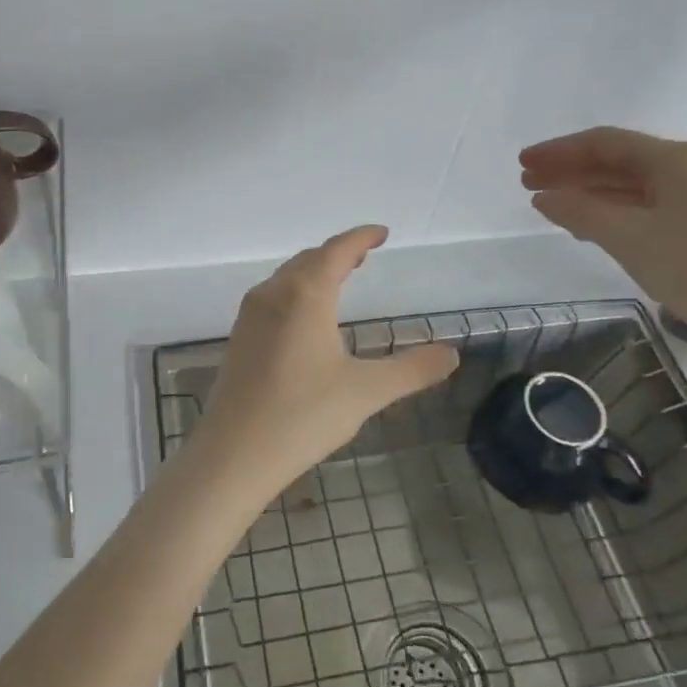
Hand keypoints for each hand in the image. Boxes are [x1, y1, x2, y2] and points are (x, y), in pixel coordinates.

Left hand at [192, 225, 458, 499]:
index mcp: (305, 295)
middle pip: (309, 259)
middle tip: (364, 255)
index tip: (381, 233)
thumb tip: (452, 354)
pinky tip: (305, 316)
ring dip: (314, 270)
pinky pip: (272, 296)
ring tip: (339, 278)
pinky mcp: (239, 337)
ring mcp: (250, 315)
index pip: (336, 251)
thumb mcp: (366, 392)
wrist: (233, 453)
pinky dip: (296, 290)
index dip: (360, 237)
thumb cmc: (303, 416)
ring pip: (287, 277)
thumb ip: (412, 370)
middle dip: (338, 252)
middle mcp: (274, 294)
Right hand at [520, 127, 686, 341]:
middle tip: (527, 183)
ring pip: (629, 185)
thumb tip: (543, 197)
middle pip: (616, 161)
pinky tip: (585, 224)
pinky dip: (610, 210)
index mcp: (674, 159)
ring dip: (587, 192)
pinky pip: (643, 205)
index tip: (524, 163)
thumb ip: (580, 211)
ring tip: (549, 203)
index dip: (559, 151)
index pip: (604, 143)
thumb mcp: (628, 237)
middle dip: (570, 170)